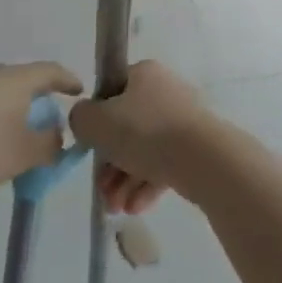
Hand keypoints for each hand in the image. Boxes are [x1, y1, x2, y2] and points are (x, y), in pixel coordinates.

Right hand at [69, 61, 210, 215]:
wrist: (200, 155)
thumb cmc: (143, 131)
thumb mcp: (96, 122)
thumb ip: (81, 118)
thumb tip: (85, 119)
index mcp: (144, 74)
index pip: (111, 92)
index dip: (97, 120)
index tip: (90, 148)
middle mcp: (164, 91)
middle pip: (126, 127)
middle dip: (110, 164)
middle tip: (102, 189)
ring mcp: (182, 119)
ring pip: (144, 150)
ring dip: (124, 181)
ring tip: (116, 208)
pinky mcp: (194, 146)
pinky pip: (163, 164)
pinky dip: (146, 185)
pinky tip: (135, 207)